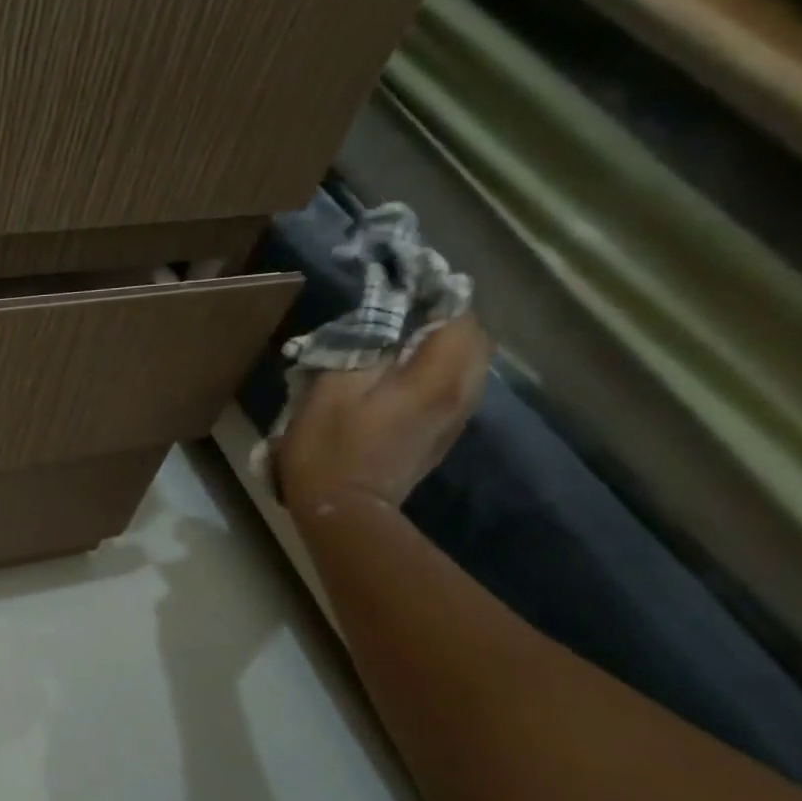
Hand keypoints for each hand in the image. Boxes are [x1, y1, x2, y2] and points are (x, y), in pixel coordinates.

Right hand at [276, 315, 491, 512]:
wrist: (343, 512)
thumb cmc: (330, 448)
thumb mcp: (332, 387)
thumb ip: (362, 345)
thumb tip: (382, 318)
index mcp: (436, 377)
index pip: (459, 316)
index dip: (434, 295)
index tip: (403, 288)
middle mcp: (460, 394)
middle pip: (472, 339)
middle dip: (442, 319)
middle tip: (401, 314)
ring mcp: (454, 420)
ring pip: (464, 366)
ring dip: (438, 347)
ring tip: (398, 344)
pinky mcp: (440, 438)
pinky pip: (450, 390)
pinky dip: (434, 373)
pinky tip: (398, 379)